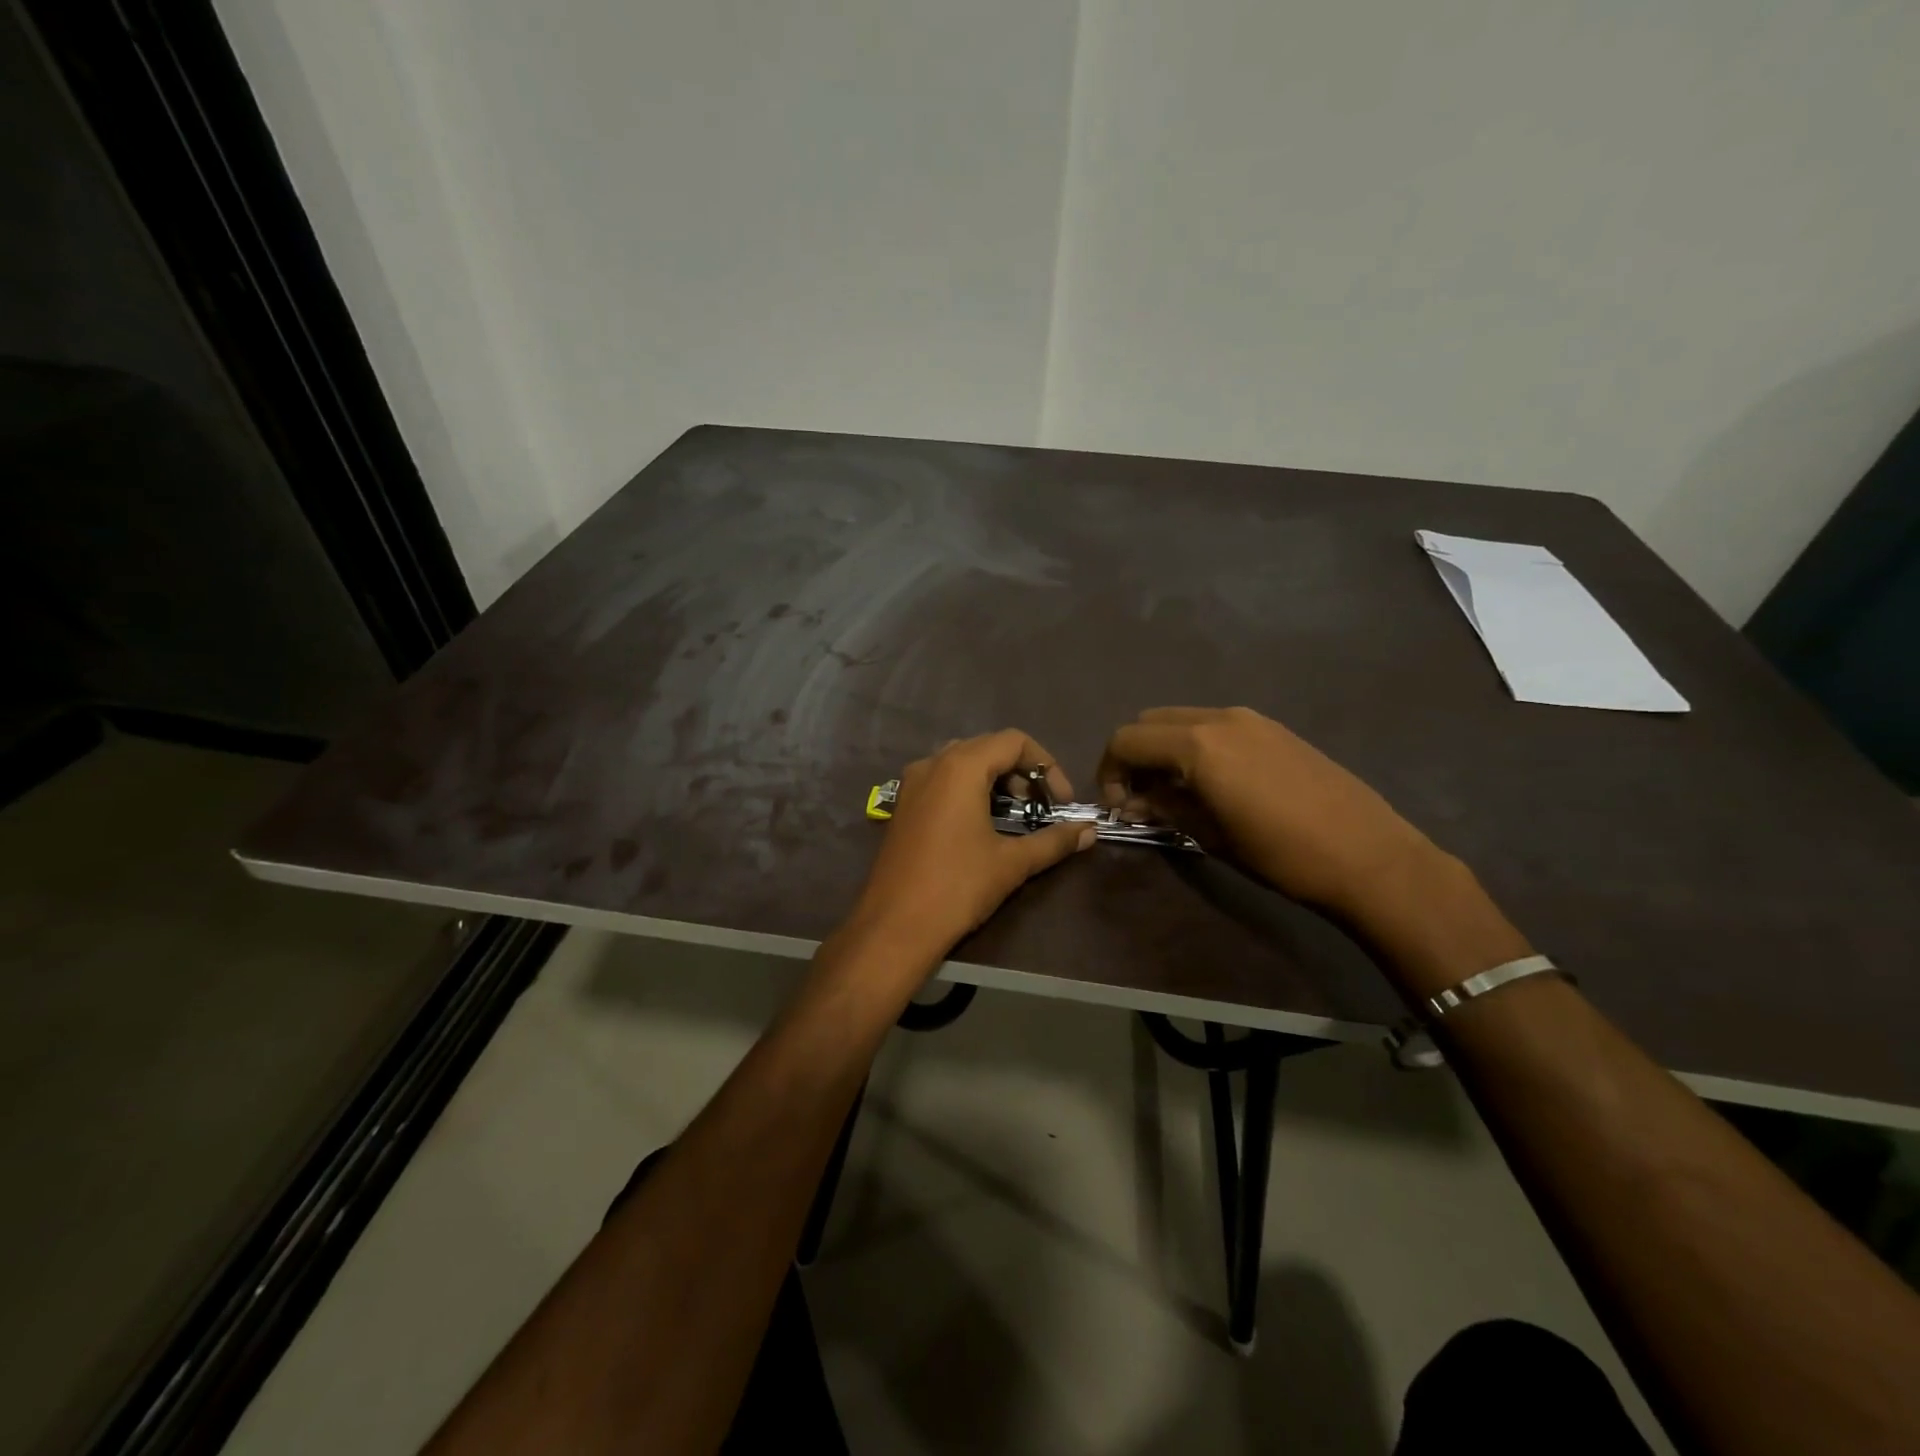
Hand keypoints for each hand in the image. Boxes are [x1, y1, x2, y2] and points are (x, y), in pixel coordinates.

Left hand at [845, 730, 1094, 966]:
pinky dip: (969, 790)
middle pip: (988, 747)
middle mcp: (933, 764)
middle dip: (1022, 772)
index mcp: (960, 767)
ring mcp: (912, 783)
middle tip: (1041, 807)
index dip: (1046, 766)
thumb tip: (1090, 831)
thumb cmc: (957, 887)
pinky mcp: (903, 805)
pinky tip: (982, 824)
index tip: (1062, 801)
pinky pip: (942, 780)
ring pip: (963, 763)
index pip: (1014, 741)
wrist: (894, 926)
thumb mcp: (1012, 863)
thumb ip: (1054, 841)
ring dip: (995, 780)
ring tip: (1016, 814)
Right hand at [1096, 706, 1441, 920]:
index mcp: (1197, 745)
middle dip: (1134, 755)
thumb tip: (1133, 802)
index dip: (1109, 771)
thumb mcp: (1210, 835)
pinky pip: (1215, 725)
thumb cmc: (1281, 854)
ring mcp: (1250, 719)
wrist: (1369, 855)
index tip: (1118, 805)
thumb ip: (1164, 807)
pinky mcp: (1274, 728)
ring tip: (1175, 791)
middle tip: (1140, 796)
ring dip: (1165, 749)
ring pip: (1183, 720)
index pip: (1126, 740)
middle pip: (1150, 722)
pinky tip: (1213, 783)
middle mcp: (1219, 718)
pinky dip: (1196, 746)